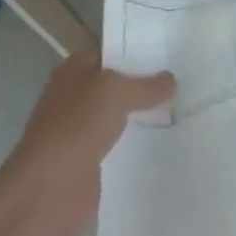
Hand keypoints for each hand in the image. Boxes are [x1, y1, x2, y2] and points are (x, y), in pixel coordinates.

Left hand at [6, 47, 174, 235]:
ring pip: (124, 112)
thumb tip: (171, 80)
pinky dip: (143, 139)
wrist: (47, 193)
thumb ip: (146, 84)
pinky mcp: (94, 159)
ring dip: (148, 110)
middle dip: (149, 78)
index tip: (171, 43)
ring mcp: (85, 129)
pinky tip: (172, 134)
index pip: (110, 48)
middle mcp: (78, 96)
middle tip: (187, 71)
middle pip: (119, 80)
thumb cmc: (75, 128)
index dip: (137, 43)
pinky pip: (125, 141)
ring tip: (187, 101)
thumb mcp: (115, 92)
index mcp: (75, 70)